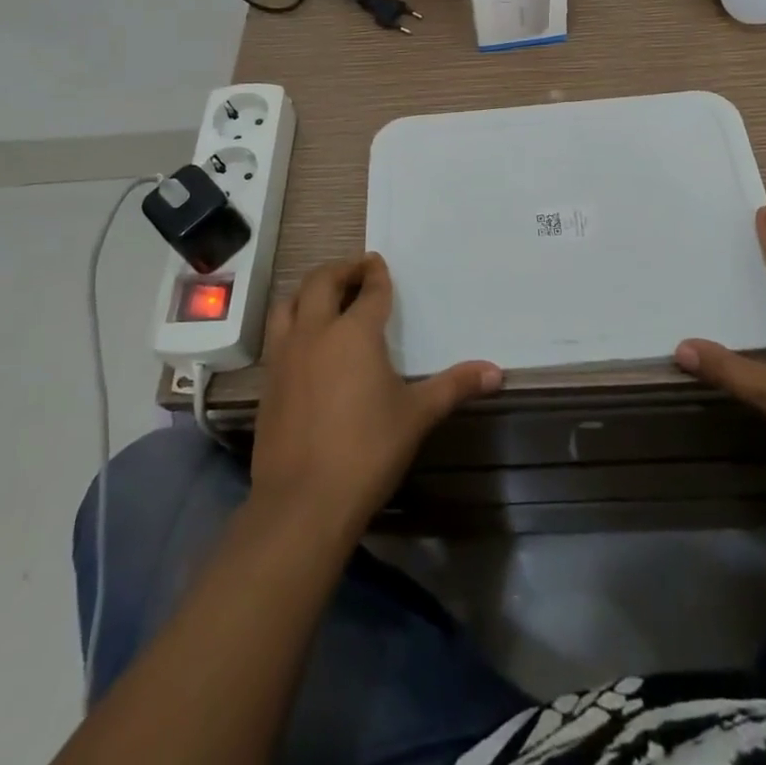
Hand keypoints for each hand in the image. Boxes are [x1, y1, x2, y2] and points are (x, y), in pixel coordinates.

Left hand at [249, 254, 501, 535]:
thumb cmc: (367, 451)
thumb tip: (496, 371)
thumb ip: (454, 386)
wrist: (303, 503)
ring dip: (309, 291)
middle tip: (357, 269)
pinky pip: (278, 334)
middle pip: (322, 283)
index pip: (369, 291)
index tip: (379, 264)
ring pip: (290, 303)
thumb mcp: (417, 416)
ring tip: (326, 296)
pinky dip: (292, 321)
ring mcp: (286, 356)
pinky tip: (307, 341)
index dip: (377, 275)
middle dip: (341, 270)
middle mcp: (316, 332)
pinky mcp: (268, 382)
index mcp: (354, 333)